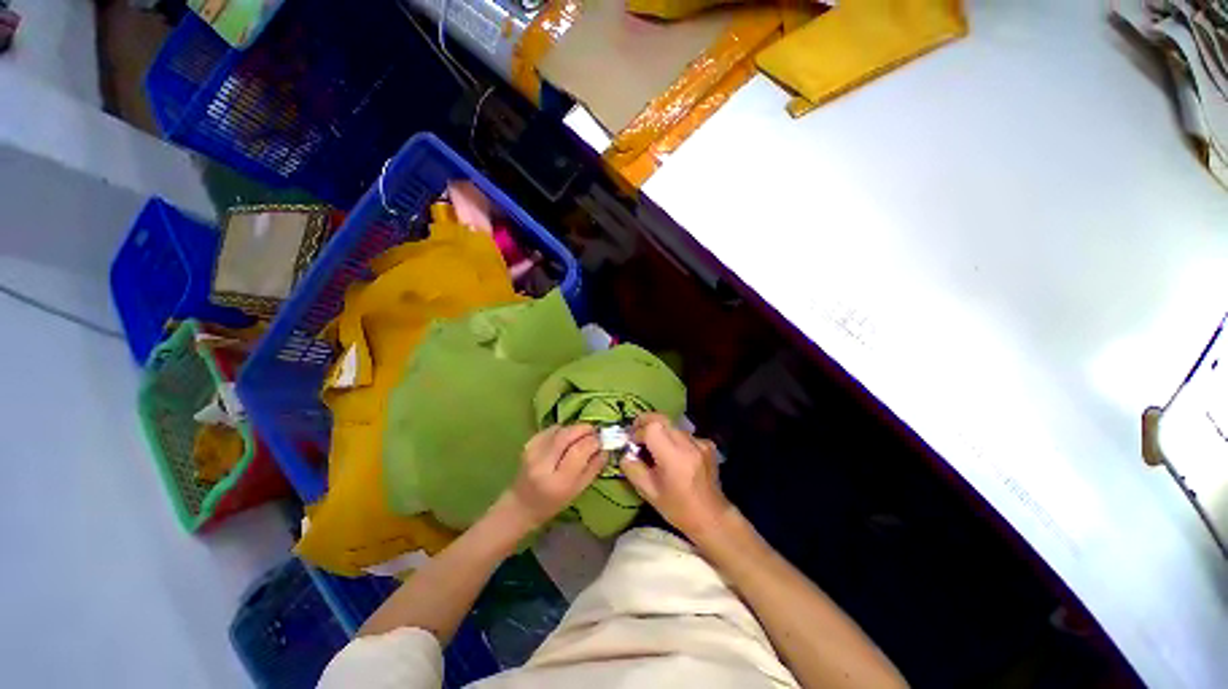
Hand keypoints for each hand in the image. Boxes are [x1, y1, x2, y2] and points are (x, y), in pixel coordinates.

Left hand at [498, 425, 605, 531]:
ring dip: (575, 428)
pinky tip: (566, 438)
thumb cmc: (552, 503)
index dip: (593, 441)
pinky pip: (551, 429)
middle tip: (595, 432)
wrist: (520, 504)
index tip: (603, 439)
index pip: (579, 450)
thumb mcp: (578, 491)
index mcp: (558, 481)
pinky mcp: (528, 444)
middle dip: (585, 429)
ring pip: (560, 429)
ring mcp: (532, 451)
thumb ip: (593, 468)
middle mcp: (543, 463)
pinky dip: (563, 429)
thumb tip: (605, 448)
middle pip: (567, 435)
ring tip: (583, 435)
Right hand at [622, 413, 734, 543]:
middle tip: (636, 433)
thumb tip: (625, 453)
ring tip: (655, 449)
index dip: (637, 432)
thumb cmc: (678, 508)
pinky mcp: (707, 444)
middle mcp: (688, 444)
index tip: (631, 444)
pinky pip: (684, 434)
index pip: (651, 428)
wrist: (712, 517)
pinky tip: (675, 456)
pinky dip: (674, 440)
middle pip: (662, 419)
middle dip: (645, 422)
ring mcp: (700, 442)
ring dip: (660, 432)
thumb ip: (632, 468)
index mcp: (673, 457)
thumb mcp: (648, 492)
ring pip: (672, 426)